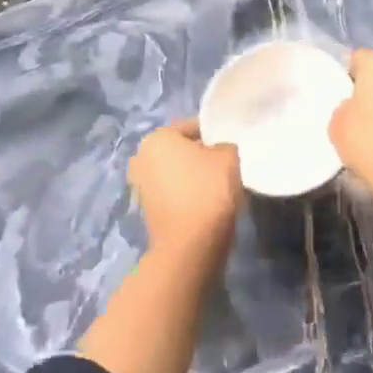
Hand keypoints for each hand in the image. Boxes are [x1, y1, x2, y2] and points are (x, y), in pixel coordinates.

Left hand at [130, 118, 242, 262]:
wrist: (190, 245)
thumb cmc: (208, 191)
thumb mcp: (229, 157)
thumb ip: (225, 146)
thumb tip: (218, 152)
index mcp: (156, 138)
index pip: (192, 127)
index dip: (215, 135)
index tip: (232, 147)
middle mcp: (140, 158)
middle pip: (181, 151)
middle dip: (201, 156)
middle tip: (227, 166)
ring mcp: (140, 187)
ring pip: (176, 173)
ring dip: (194, 177)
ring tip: (219, 187)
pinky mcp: (147, 211)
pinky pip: (173, 194)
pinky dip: (187, 196)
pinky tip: (207, 204)